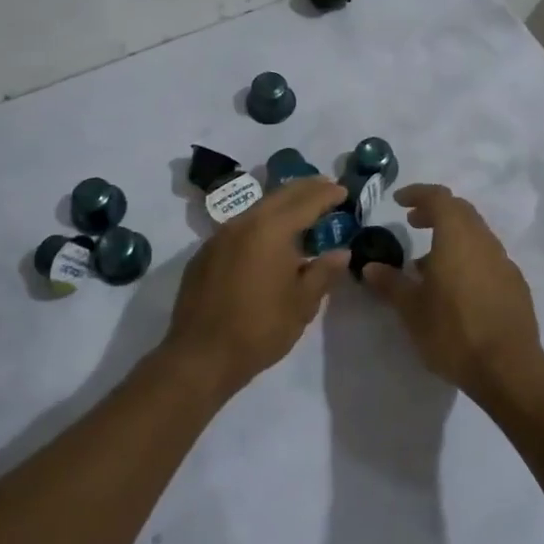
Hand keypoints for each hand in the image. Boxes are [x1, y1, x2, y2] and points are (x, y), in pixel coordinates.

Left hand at [165, 178, 352, 395]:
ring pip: (256, 209)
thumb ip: (323, 272)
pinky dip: (260, 223)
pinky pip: (239, 227)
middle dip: (305, 189)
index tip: (343, 190)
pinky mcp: (205, 254)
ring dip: (281, 205)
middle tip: (325, 187)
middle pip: (279, 196)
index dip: (326, 194)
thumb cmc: (260, 329)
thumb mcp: (302, 303)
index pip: (305, 202)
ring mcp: (219, 236)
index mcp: (271, 230)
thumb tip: (341, 252)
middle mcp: (243, 223)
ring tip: (301, 211)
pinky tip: (268, 239)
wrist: (201, 356)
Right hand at [359, 184, 543, 401]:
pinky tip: (455, 287)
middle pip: (460, 211)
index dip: (418, 193)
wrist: (509, 369)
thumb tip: (371, 267)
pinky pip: (487, 257)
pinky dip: (468, 257)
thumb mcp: (412, 310)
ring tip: (428, 263)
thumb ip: (390, 283)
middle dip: (435, 211)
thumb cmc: (453, 332)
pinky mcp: (515, 284)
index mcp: (457, 237)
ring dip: (451, 237)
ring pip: (476, 234)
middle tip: (412, 223)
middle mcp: (484, 241)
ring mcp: (504, 262)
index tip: (399, 201)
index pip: (439, 198)